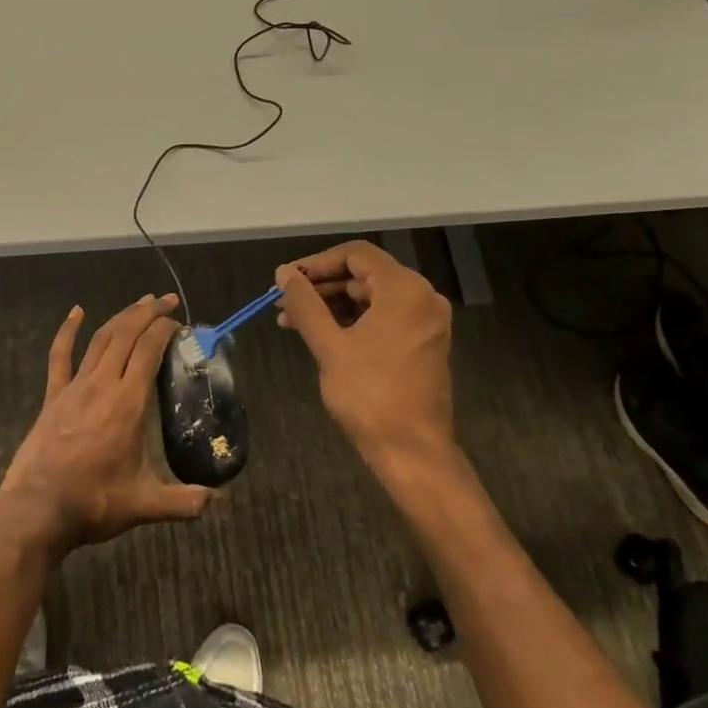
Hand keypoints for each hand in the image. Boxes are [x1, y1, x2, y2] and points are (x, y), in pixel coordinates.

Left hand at [0, 294, 211, 548]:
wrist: (38, 508)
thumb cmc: (93, 502)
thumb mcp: (144, 504)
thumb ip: (185, 502)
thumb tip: (219, 501)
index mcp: (128, 402)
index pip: (149, 350)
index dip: (164, 329)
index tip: (179, 322)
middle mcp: (103, 384)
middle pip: (127, 334)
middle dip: (148, 312)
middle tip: (167, 300)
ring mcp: (75, 387)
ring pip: (100, 339)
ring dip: (121, 317)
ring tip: (139, 303)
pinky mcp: (53, 395)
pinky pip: (60, 356)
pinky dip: (67, 331)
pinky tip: (76, 312)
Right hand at [274, 242, 455, 482]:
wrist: (413, 452)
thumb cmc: (370, 394)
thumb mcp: (329, 345)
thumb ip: (305, 303)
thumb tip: (283, 273)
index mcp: (405, 290)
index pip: (356, 255)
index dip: (317, 263)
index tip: (286, 279)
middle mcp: (422, 297)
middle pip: (364, 275)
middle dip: (321, 287)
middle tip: (283, 301)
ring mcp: (425, 322)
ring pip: (370, 297)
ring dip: (331, 305)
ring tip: (291, 321)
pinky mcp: (422, 343)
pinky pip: (382, 318)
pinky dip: (351, 321)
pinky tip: (319, 334)